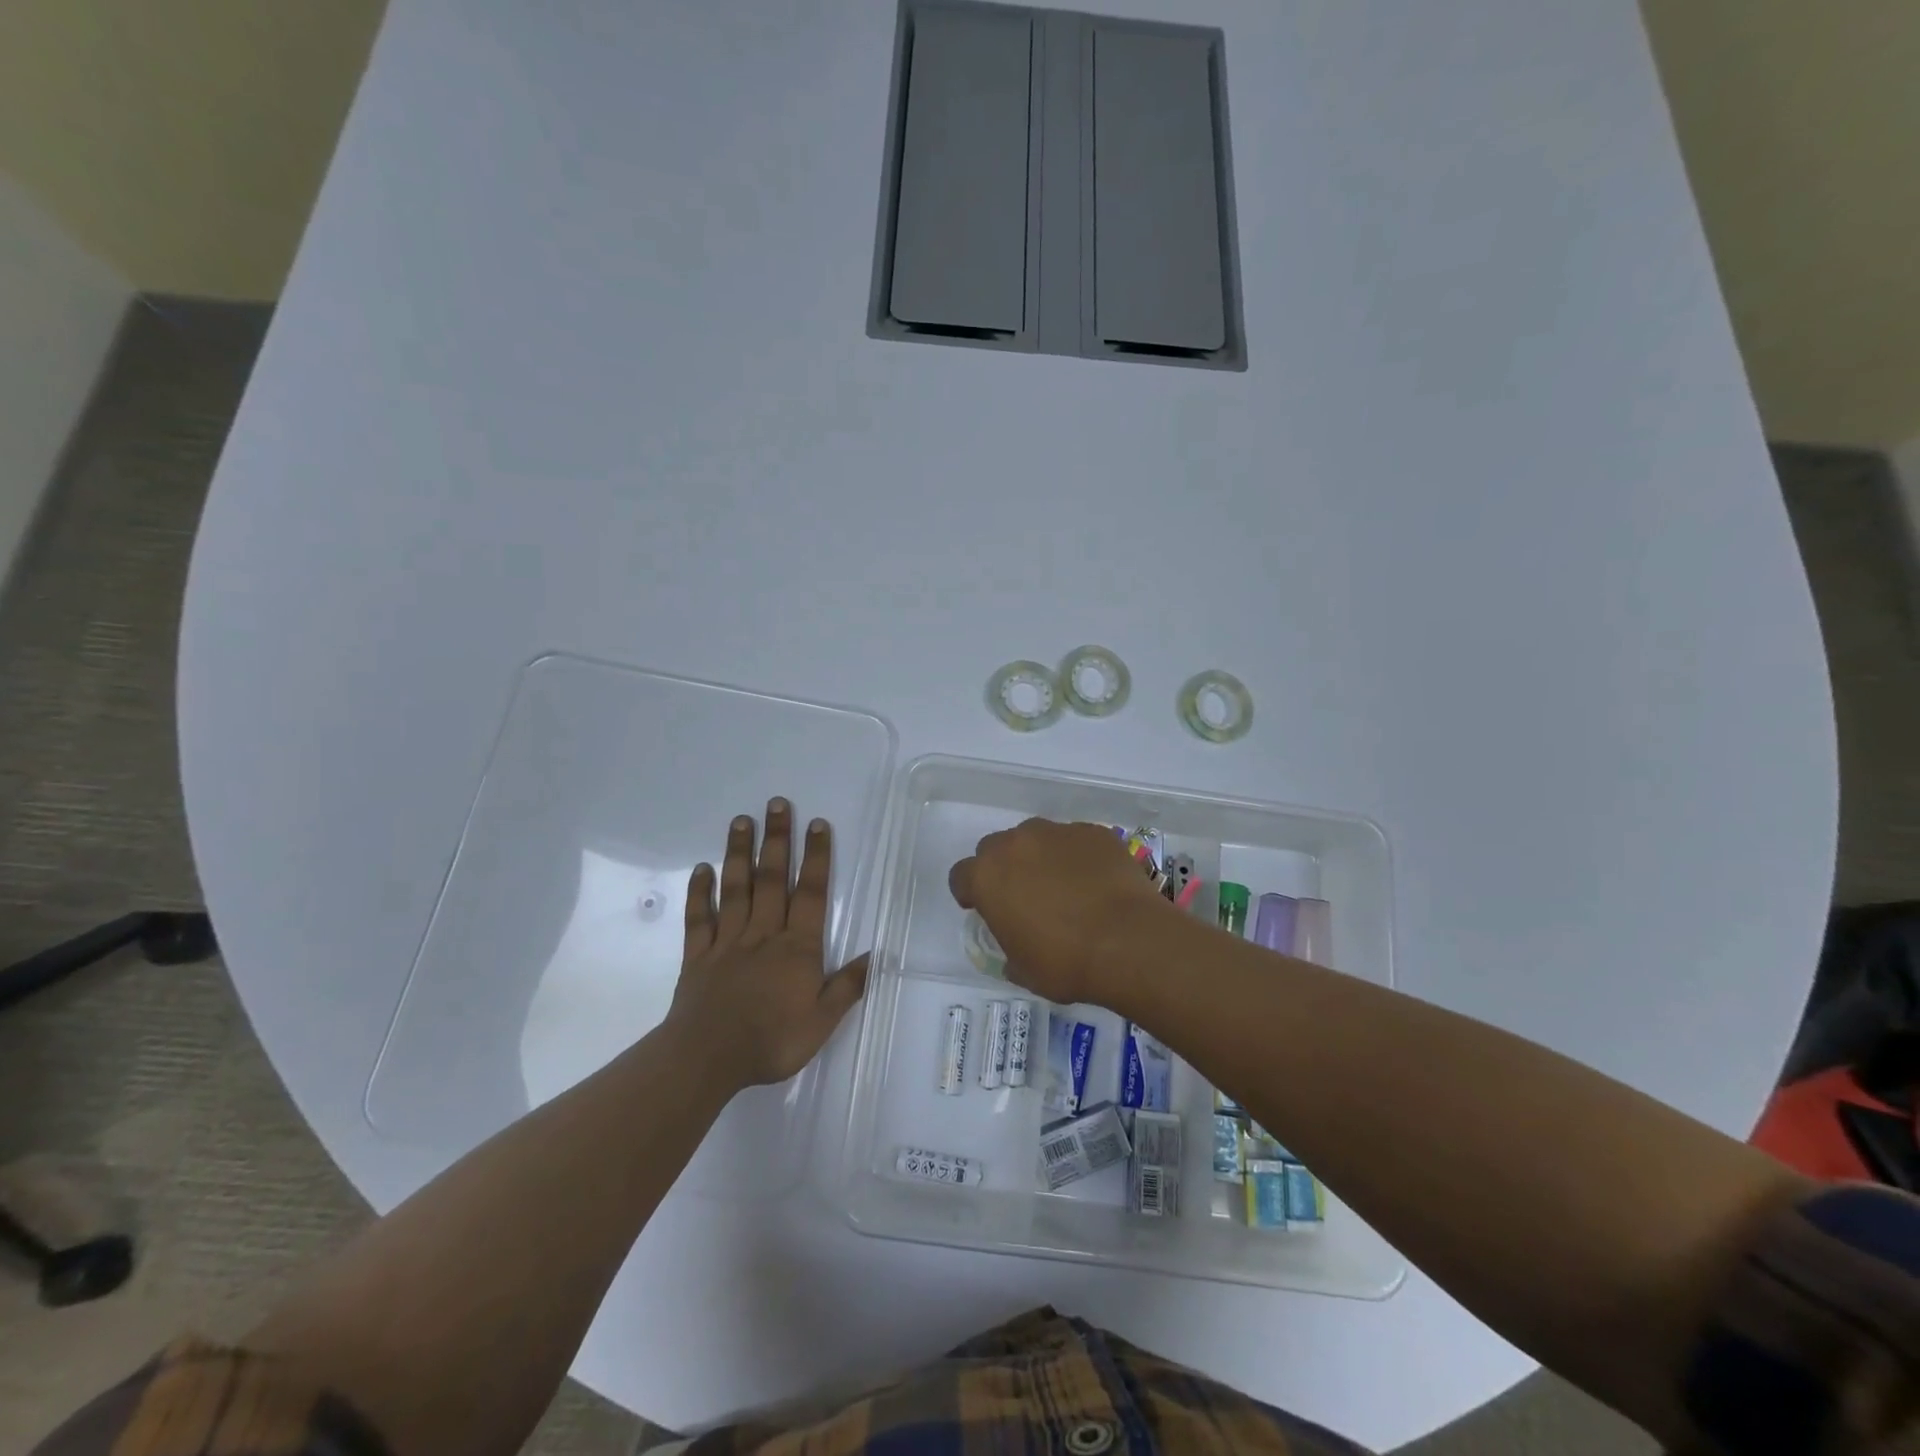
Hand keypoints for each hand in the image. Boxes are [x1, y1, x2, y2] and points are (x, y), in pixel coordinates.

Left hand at [668, 798, 868, 1089]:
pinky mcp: (698, 956)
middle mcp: (764, 934)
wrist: (707, 1058)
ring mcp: (727, 942)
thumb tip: (874, 956)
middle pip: (772, 879)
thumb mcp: (822, 1022)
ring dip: (739, 853)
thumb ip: (847, 987)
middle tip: (777, 804)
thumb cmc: (771, 1041)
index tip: (817, 824)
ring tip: (741, 821)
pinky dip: (699, 892)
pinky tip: (701, 869)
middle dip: (777, 839)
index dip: (816, 857)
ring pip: (736, 889)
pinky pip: (699, 918)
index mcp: (797, 948)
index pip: (811, 893)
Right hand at [948, 818, 1176, 1005]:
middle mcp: (1016, 844)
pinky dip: (1078, 857)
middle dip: (1004, 868)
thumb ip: (1009, 948)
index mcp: (987, 877)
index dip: (971, 893)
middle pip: (996, 848)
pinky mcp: (1093, 832)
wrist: (1129, 942)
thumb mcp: (1023, 969)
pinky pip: (1075, 841)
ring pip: (1036, 838)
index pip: (961, 876)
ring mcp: (1057, 832)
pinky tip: (1096, 883)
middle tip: (1025, 897)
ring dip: (1040, 857)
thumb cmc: (1065, 962)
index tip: (985, 909)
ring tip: (1065, 887)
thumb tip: (1016, 945)